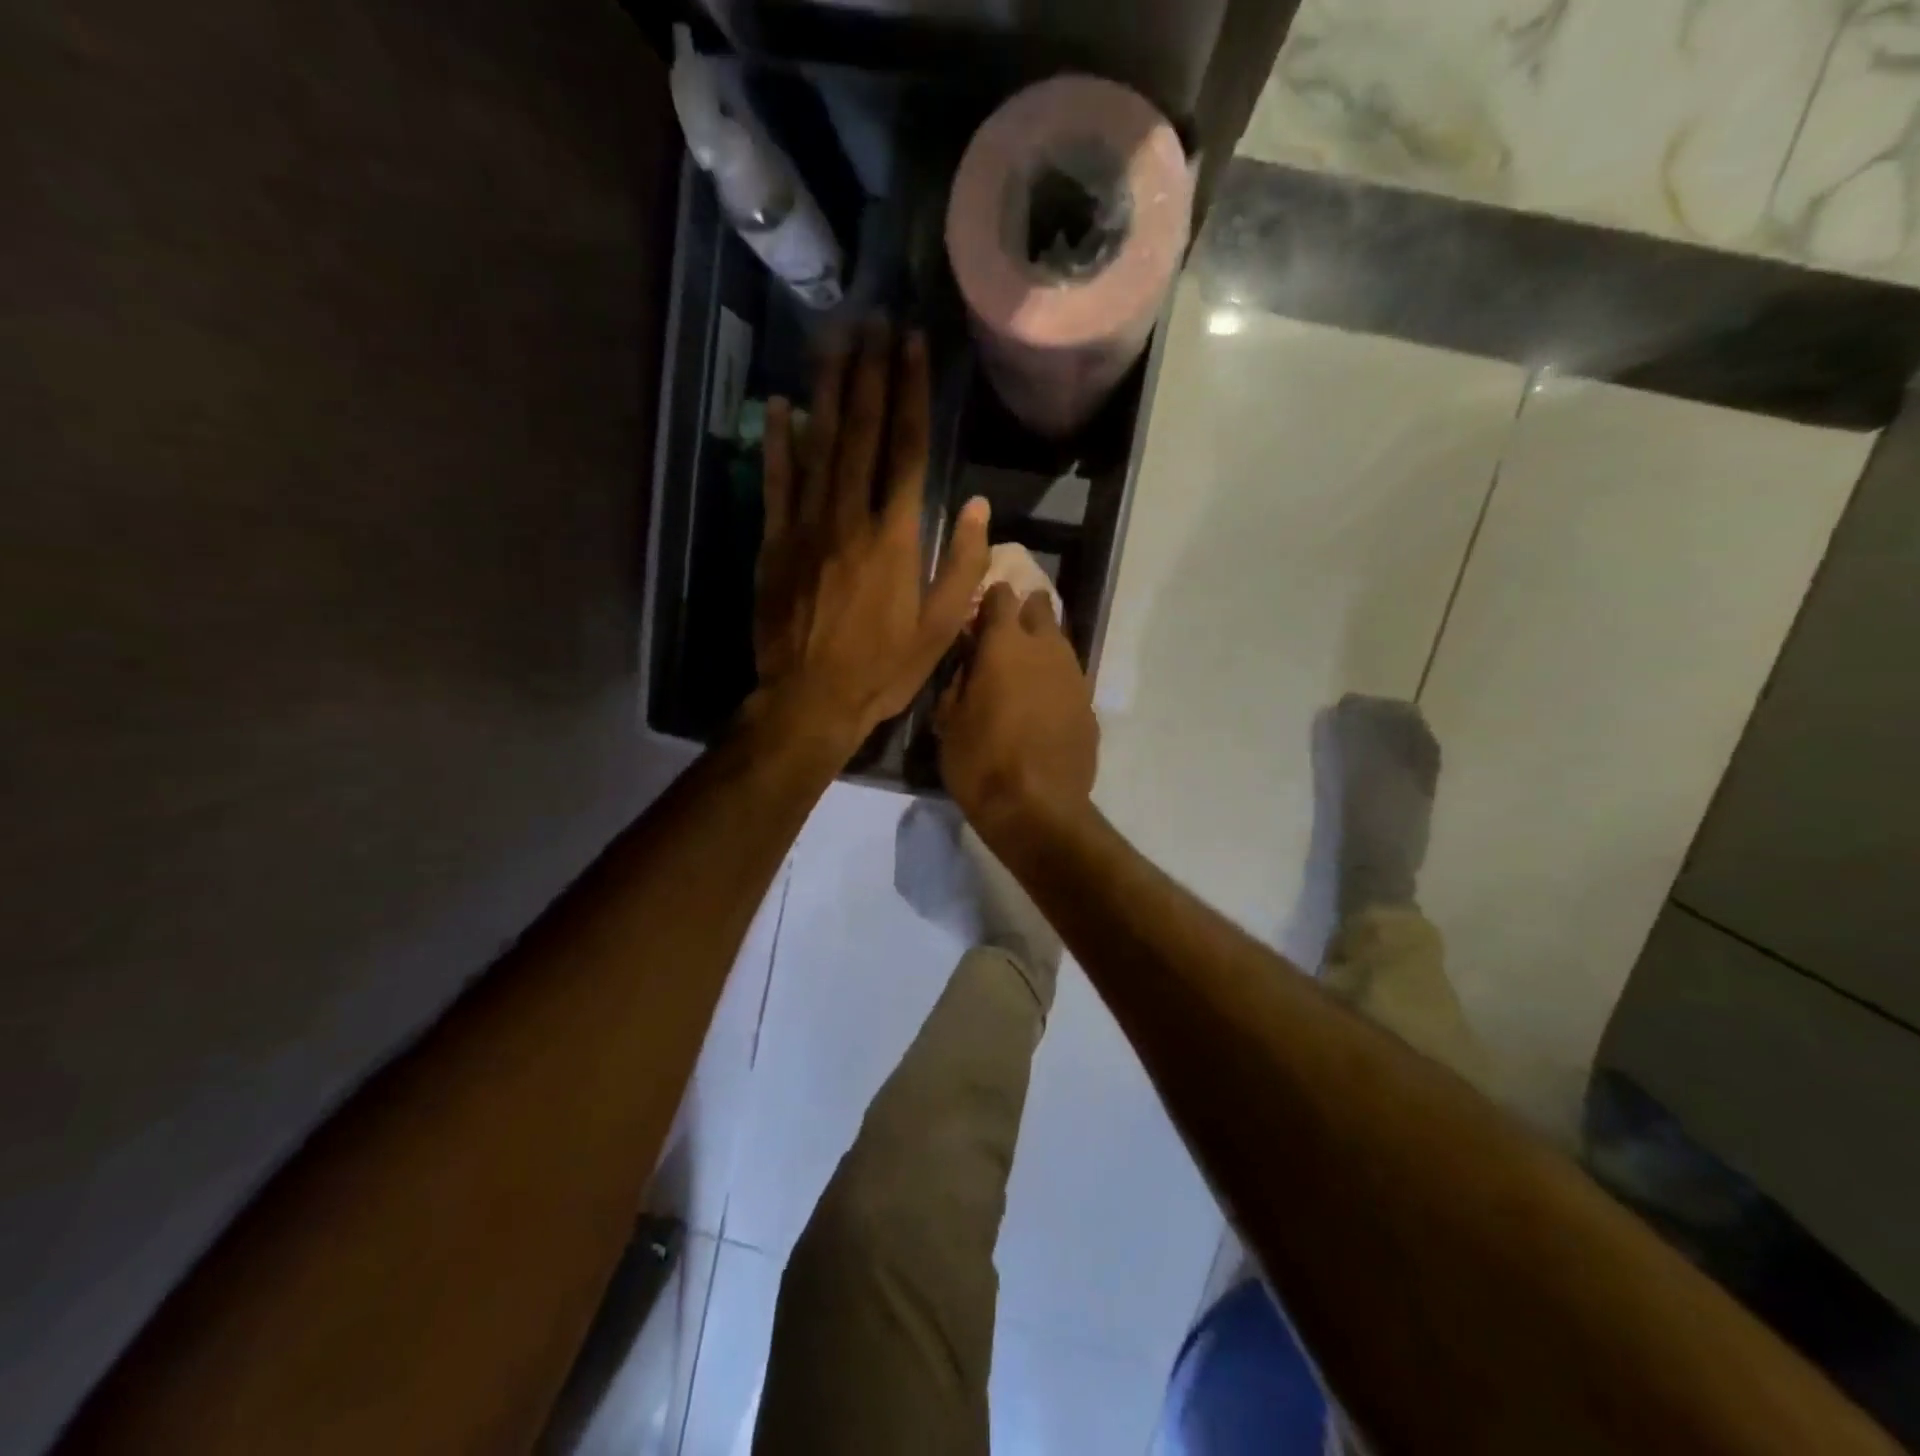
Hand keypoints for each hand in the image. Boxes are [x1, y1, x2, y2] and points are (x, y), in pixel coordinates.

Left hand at [753, 321, 989, 753]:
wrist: (810, 699)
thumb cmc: (882, 669)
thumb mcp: (939, 628)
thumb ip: (960, 566)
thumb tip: (975, 507)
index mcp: (895, 537)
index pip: (906, 450)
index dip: (910, 393)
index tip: (912, 345)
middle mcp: (850, 518)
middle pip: (861, 433)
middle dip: (869, 373)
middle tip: (873, 320)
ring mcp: (806, 526)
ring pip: (819, 446)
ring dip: (828, 390)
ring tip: (835, 340)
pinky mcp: (774, 543)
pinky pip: (776, 482)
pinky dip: (779, 442)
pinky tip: (782, 405)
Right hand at [936, 582, 1098, 841]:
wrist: (1037, 808)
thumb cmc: (981, 762)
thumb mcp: (949, 721)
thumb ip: (959, 680)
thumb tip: (969, 662)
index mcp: (1005, 645)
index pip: (1001, 596)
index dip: (989, 600)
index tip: (978, 614)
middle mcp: (1046, 649)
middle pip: (1040, 610)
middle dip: (1024, 613)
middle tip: (1004, 636)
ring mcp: (1074, 677)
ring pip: (1060, 644)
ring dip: (1042, 648)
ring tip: (1023, 671)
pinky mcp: (1089, 707)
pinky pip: (1070, 679)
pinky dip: (1055, 682)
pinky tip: (1042, 706)